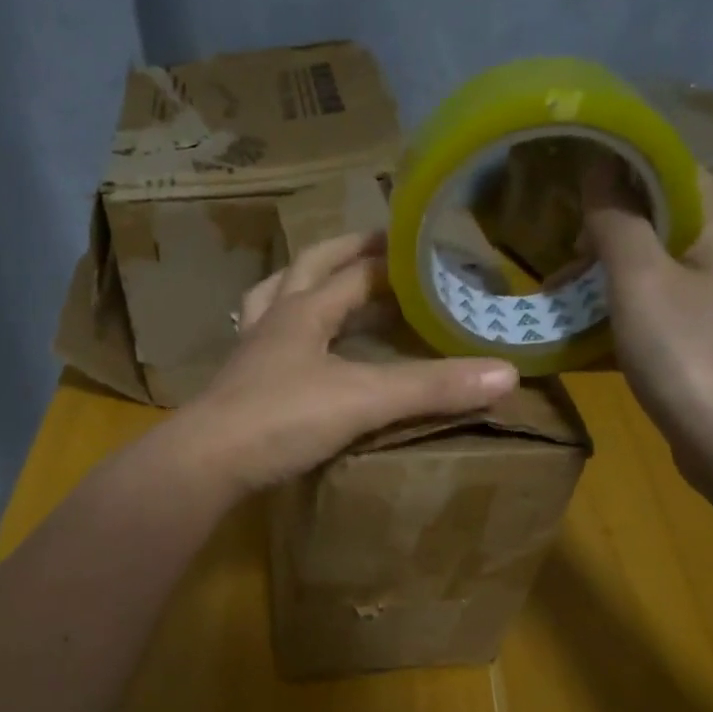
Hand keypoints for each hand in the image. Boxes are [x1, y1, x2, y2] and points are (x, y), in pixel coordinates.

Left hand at [172, 230, 517, 493]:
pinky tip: (291, 349)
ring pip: (273, 299)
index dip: (391, 257)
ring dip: (301, 283)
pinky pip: (262, 342)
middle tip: (379, 248)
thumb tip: (507, 373)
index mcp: (302, 310)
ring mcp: (250, 354)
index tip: (425, 246)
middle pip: (306, 269)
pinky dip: (283, 332)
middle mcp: (273, 321)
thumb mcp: (363, 400)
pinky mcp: (238, 388)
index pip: (354, 270)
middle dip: (344, 253)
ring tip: (326, 283)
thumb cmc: (281, 419)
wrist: (206, 464)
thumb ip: (430, 388)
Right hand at [581, 159, 712, 481]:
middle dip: (602, 237)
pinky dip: (621, 316)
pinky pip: (658, 310)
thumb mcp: (640, 280)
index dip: (615, 172)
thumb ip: (616, 221)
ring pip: (655, 270)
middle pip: (659, 221)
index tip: (565, 189)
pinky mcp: (711, 337)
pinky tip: (582, 339)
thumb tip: (598, 169)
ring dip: (605, 282)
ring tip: (557, 303)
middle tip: (556, 262)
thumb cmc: (688, 352)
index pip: (668, 169)